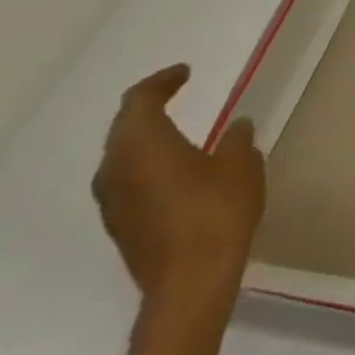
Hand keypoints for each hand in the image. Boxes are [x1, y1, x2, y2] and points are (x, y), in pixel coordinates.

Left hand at [91, 64, 264, 312]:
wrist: (190, 282)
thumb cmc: (217, 211)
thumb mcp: (242, 165)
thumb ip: (237, 139)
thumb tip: (236, 126)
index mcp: (142, 145)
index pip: (140, 100)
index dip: (162, 82)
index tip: (185, 72)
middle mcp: (115, 169)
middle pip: (124, 127)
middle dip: (149, 108)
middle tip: (176, 94)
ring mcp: (112, 201)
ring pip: (122, 155)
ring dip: (145, 138)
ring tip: (177, 131)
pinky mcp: (120, 225)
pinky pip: (128, 180)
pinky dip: (147, 164)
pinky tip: (174, 170)